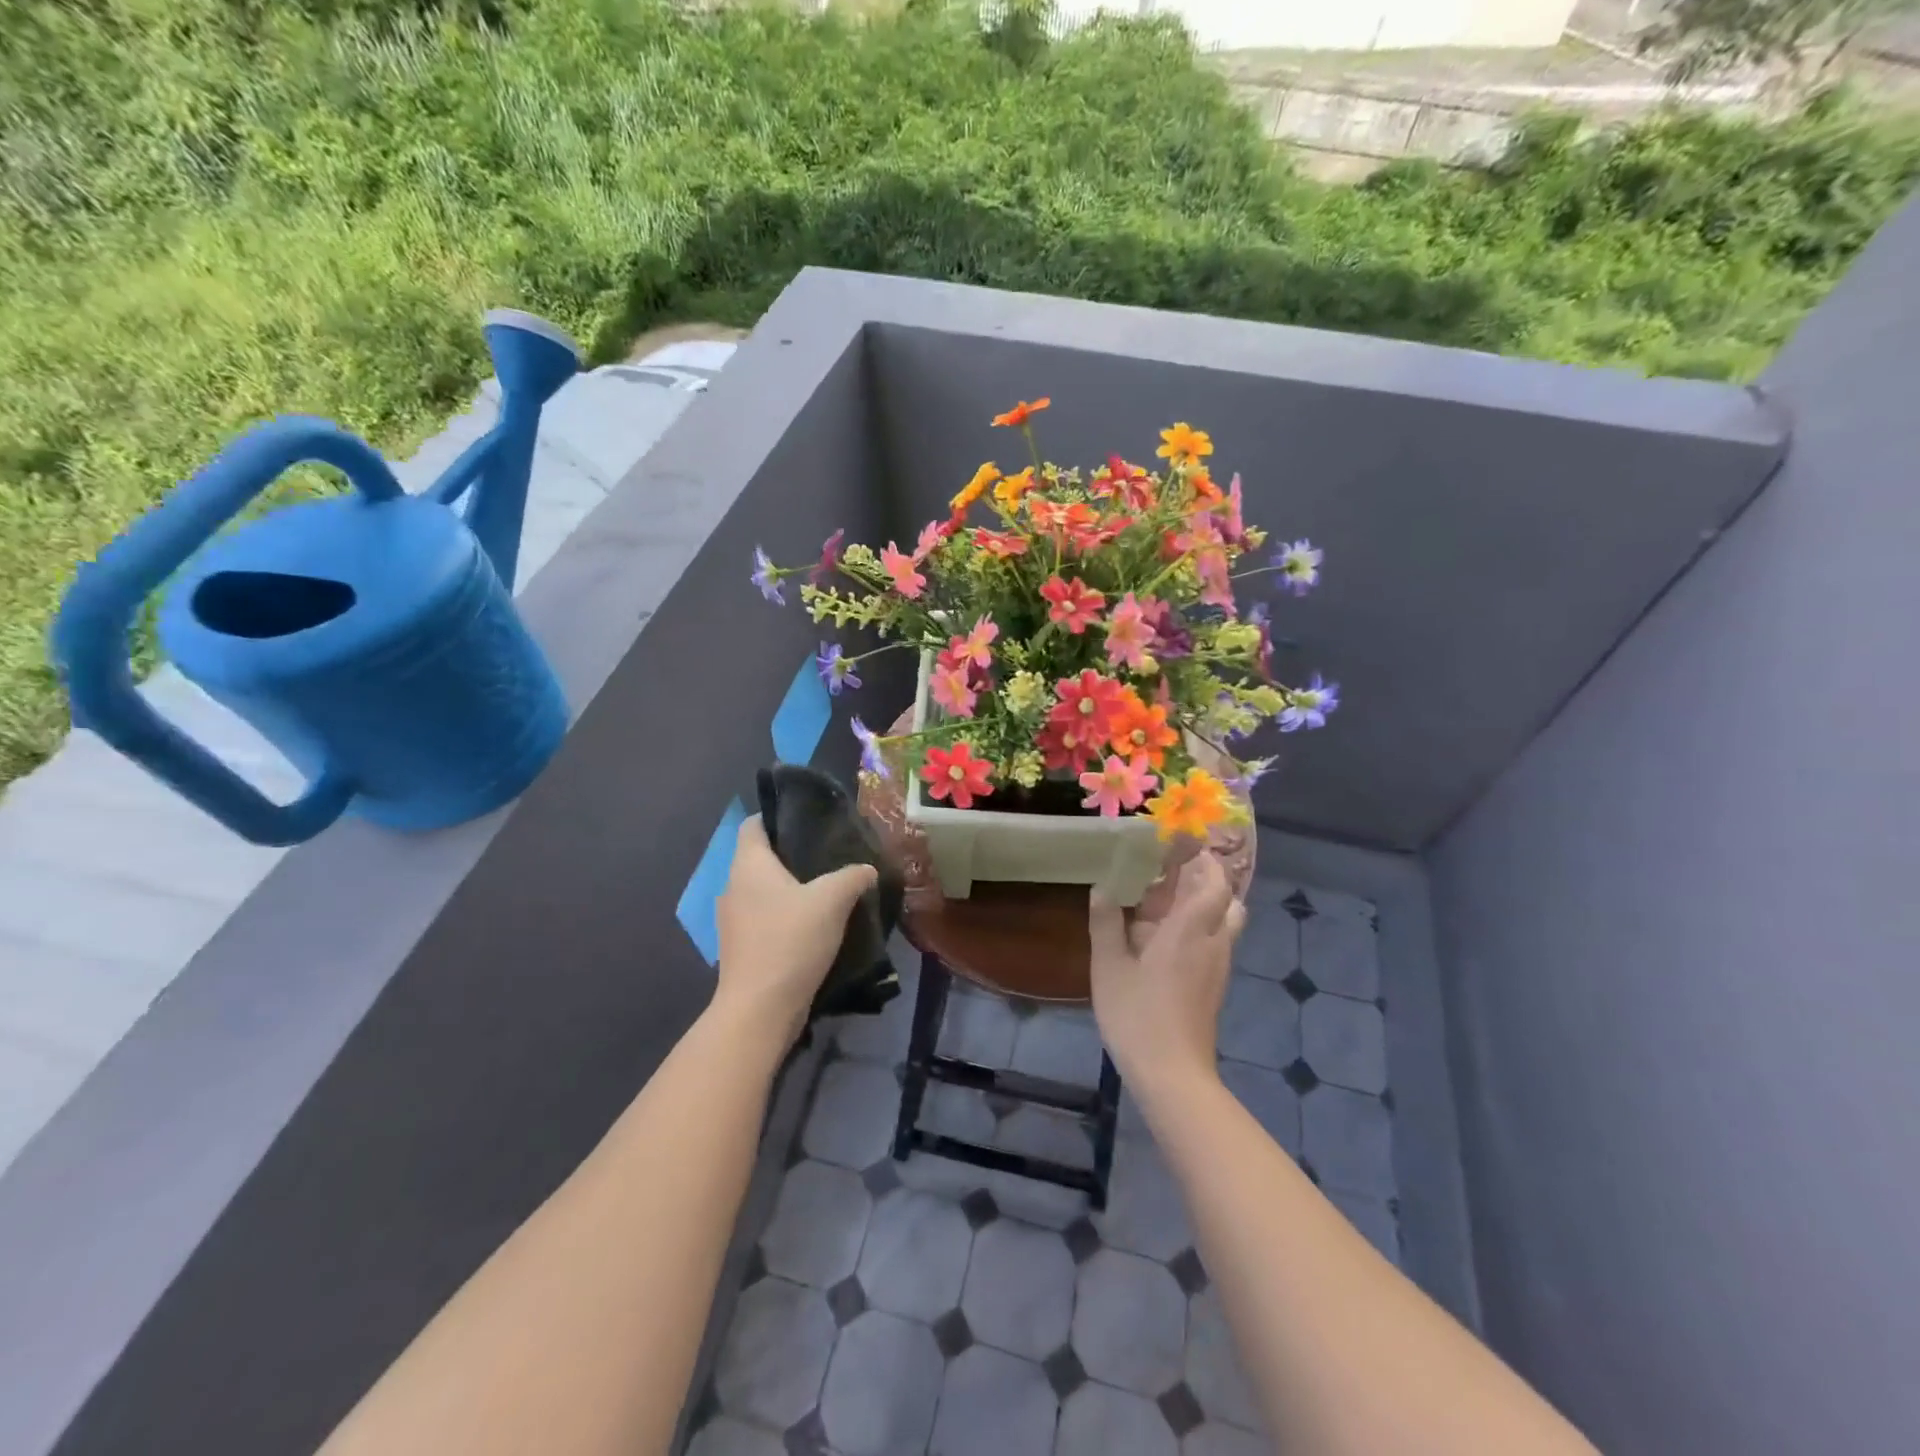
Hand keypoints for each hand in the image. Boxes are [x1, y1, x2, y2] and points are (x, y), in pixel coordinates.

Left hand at [714, 815, 878, 1046]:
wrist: (760, 1009)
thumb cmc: (790, 940)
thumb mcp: (832, 900)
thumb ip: (852, 876)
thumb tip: (868, 868)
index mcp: (748, 864)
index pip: (753, 824)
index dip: (778, 816)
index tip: (810, 820)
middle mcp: (734, 886)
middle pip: (760, 857)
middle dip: (792, 854)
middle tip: (829, 854)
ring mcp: (734, 920)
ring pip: (764, 890)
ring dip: (790, 889)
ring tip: (827, 889)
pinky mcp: (742, 947)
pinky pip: (765, 918)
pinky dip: (786, 915)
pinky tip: (814, 925)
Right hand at [1088, 852, 1245, 1094]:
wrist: (1172, 1074)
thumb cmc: (1137, 1015)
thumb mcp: (1108, 966)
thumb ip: (1106, 923)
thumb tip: (1102, 887)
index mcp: (1189, 930)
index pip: (1213, 881)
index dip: (1202, 858)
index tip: (1179, 843)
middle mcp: (1212, 941)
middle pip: (1227, 898)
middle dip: (1206, 878)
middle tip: (1171, 870)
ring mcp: (1218, 965)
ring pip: (1225, 920)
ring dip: (1205, 902)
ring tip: (1167, 900)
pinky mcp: (1215, 985)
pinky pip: (1216, 941)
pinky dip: (1200, 926)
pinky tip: (1166, 937)